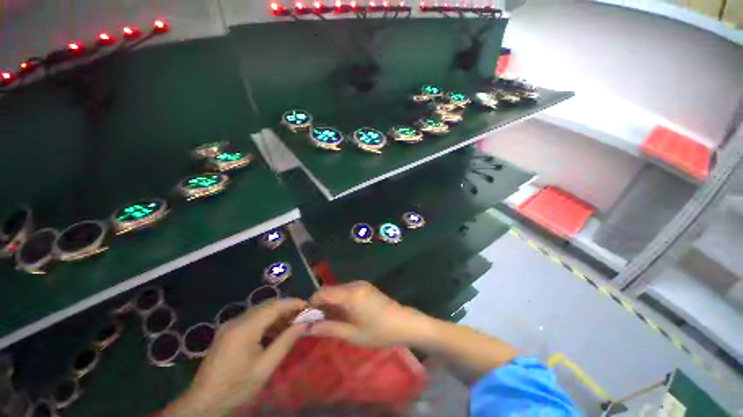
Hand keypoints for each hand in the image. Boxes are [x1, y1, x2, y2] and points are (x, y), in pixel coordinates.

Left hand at [164, 298, 306, 415]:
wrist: (203, 403)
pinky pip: (252, 318)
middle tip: (303, 316)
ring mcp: (230, 325)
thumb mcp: (265, 367)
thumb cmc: (236, 387)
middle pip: (268, 305)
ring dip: (277, 314)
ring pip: (261, 310)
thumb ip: (285, 342)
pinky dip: (267, 321)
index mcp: (245, 328)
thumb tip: (304, 323)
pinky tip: (275, 331)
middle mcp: (236, 320)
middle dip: (287, 307)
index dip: (293, 303)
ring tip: (292, 324)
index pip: (274, 306)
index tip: (309, 307)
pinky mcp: (228, 331)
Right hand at [308, 281, 430, 347]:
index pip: (323, 292)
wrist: (404, 323)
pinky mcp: (365, 287)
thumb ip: (329, 329)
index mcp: (350, 294)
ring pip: (337, 291)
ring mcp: (361, 284)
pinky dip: (339, 301)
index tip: (305, 318)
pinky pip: (346, 291)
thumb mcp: (352, 334)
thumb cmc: (379, 331)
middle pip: (330, 290)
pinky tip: (341, 315)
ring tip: (328, 322)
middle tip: (315, 323)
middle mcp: (354, 284)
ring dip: (330, 303)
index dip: (311, 303)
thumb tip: (307, 328)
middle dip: (320, 305)